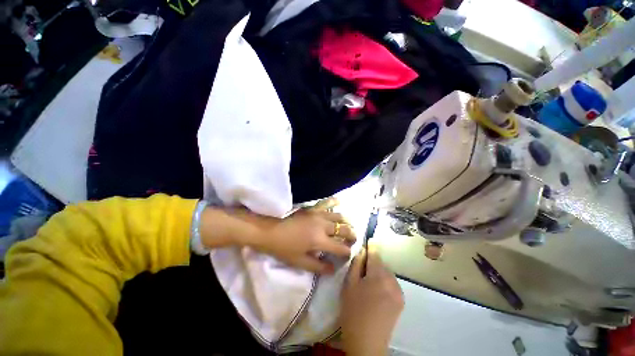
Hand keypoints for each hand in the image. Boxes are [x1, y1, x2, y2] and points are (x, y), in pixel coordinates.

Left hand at [251, 208, 355, 273]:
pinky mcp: (312, 208)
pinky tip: (339, 202)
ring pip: (339, 216)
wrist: (271, 231)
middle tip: (352, 240)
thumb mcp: (300, 262)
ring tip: (348, 226)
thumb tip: (333, 269)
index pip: (341, 248)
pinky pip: (326, 203)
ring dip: (346, 222)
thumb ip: (318, 267)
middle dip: (352, 236)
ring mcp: (318, 214)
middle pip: (344, 230)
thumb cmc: (284, 248)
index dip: (347, 253)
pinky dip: (334, 202)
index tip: (347, 256)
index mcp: (320, 241)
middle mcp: (323, 225)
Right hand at [340, 247, 403, 355]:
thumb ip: (356, 264)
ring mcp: (399, 292)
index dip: (371, 246)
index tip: (369, 239)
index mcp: (379, 276)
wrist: (367, 343)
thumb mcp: (349, 284)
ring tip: (368, 283)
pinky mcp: (401, 301)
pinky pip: (391, 283)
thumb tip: (362, 251)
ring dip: (378, 273)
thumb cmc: (353, 311)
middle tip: (362, 269)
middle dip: (373, 263)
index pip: (376, 254)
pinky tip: (376, 292)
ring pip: (387, 273)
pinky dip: (384, 282)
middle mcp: (392, 281)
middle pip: (382, 264)